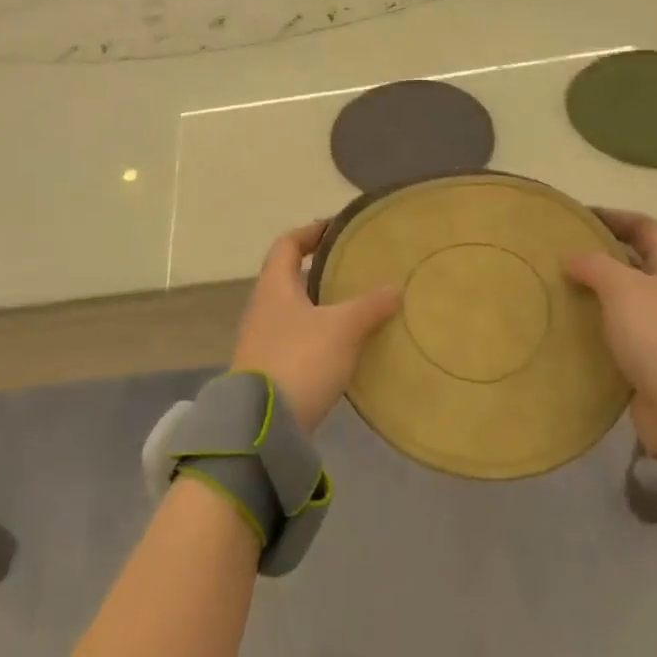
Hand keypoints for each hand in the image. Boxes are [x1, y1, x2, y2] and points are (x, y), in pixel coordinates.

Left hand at [231, 222, 400, 433]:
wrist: (263, 426)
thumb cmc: (300, 360)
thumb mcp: (343, 329)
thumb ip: (370, 306)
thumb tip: (393, 288)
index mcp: (274, 287)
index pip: (287, 244)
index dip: (310, 232)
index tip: (336, 230)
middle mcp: (263, 308)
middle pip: (289, 277)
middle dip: (320, 271)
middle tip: (354, 269)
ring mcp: (262, 340)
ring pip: (294, 310)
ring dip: (321, 305)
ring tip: (356, 307)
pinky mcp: (269, 370)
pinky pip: (296, 340)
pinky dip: (319, 335)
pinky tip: (344, 347)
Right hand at [564, 211, 656, 463]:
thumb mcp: (624, 290)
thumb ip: (595, 265)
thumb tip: (571, 256)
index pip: (646, 228)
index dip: (613, 217)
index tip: (576, 216)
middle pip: (637, 264)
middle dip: (600, 256)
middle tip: (557, 254)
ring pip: (627, 302)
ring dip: (596, 295)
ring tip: (555, 289)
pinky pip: (623, 337)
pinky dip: (599, 330)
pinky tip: (571, 330)